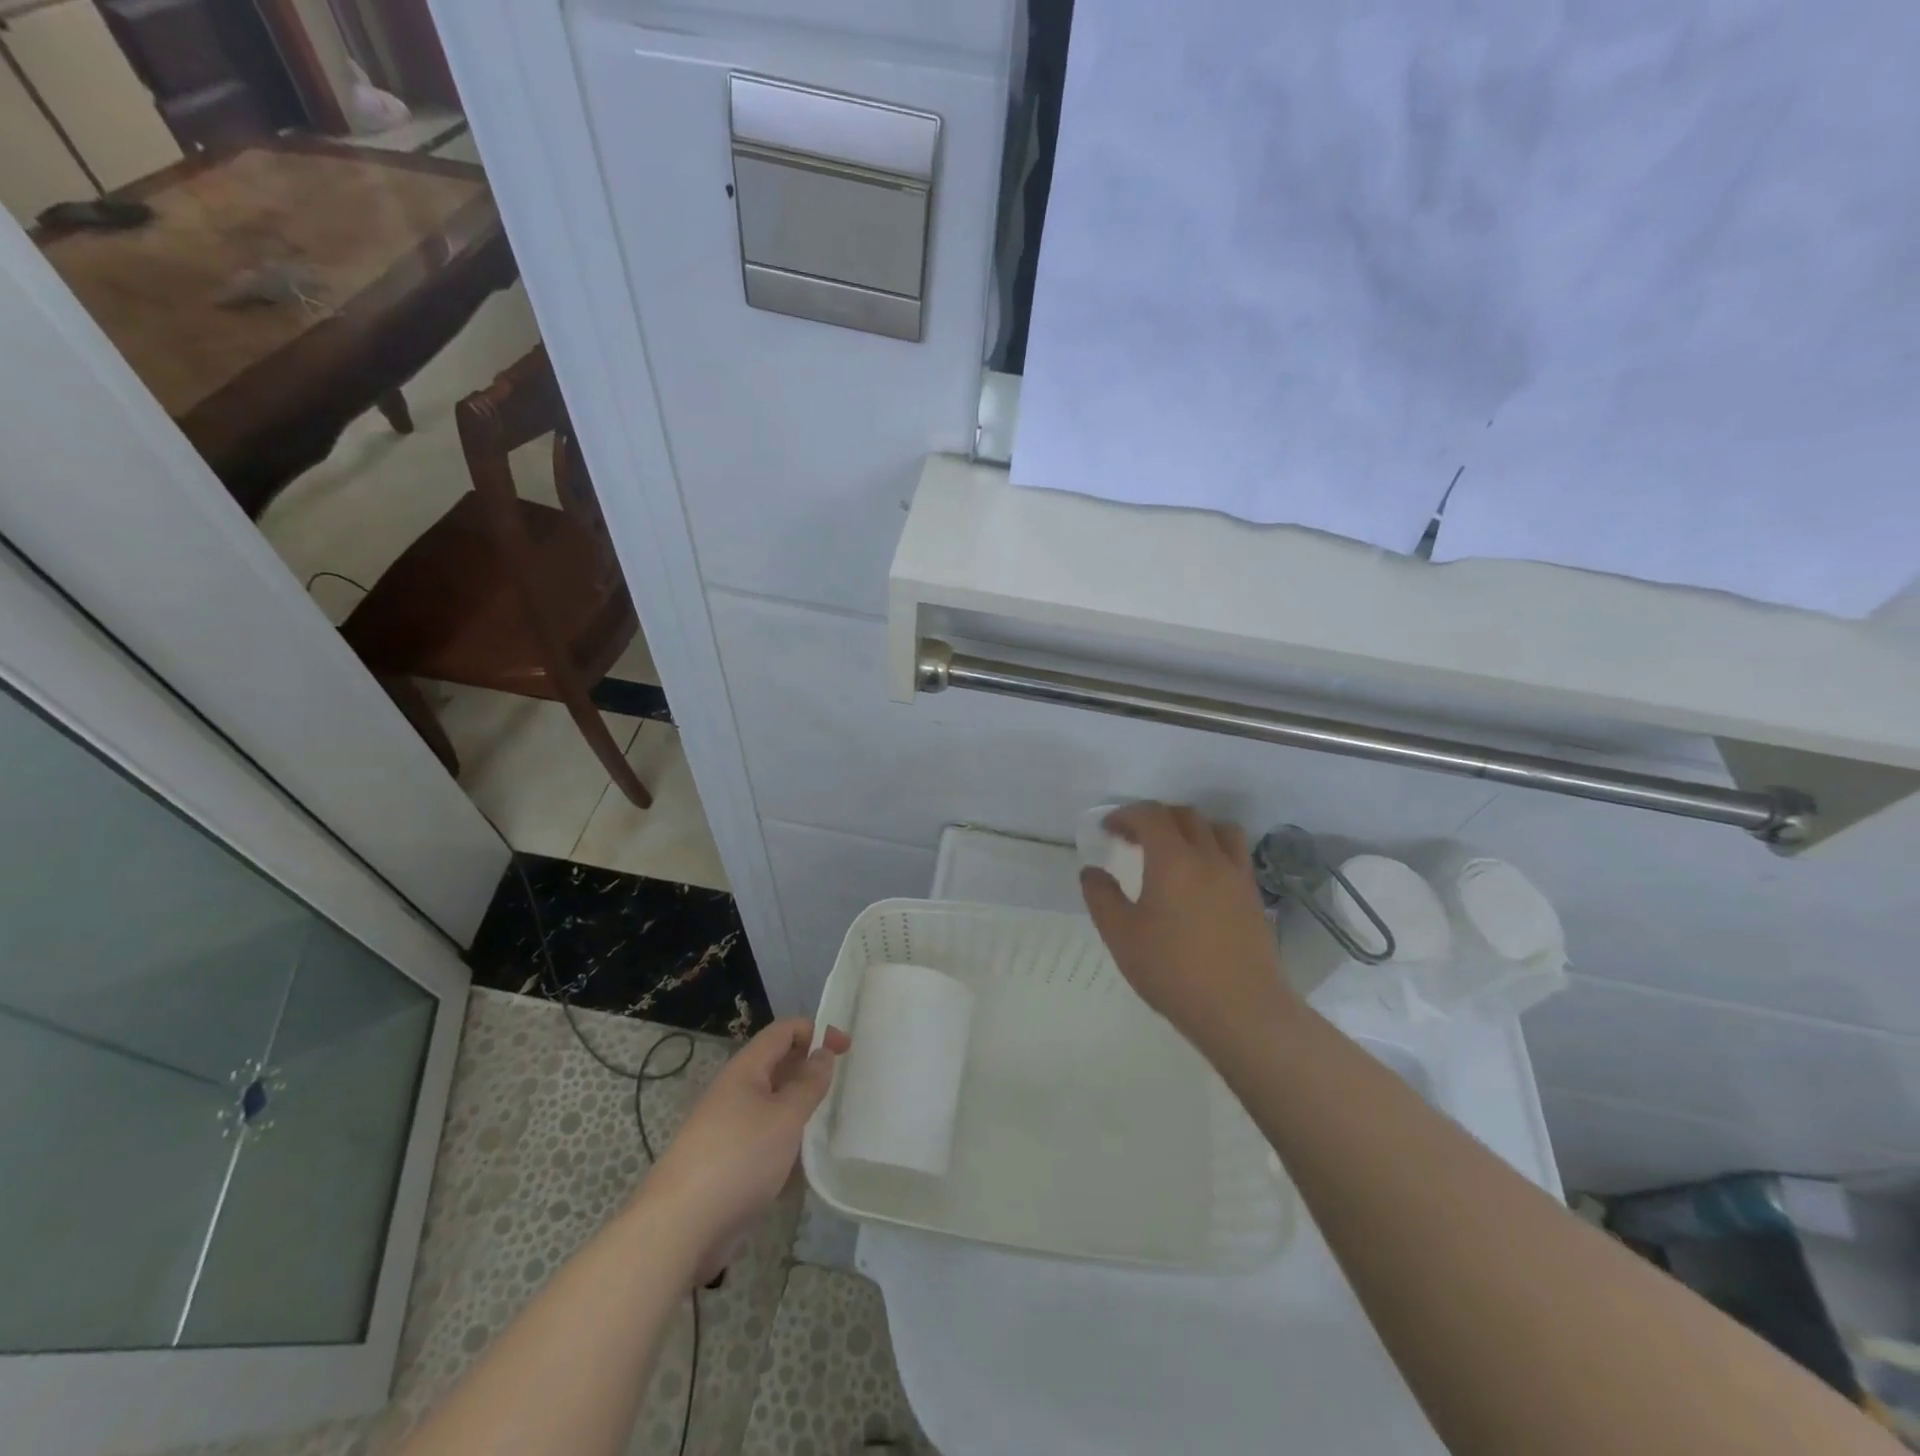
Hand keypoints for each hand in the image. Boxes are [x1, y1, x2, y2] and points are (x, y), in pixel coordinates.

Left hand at [641, 1018, 848, 1280]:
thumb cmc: (739, 1158)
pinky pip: (764, 1141)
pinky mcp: (728, 1164)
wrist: (679, 1228)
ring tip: (828, 1126)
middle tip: (842, 1088)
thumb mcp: (785, 1116)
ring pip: (773, 1106)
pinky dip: (786, 1145)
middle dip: (809, 1071)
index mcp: (746, 1070)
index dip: (815, 1031)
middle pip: (778, 1066)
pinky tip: (803, 1166)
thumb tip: (823, 1053)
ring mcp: (729, 1129)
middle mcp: (736, 1092)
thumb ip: (808, 1083)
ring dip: (799, 1111)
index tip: (846, 1048)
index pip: (784, 1031)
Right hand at [1080, 803, 1296, 1060]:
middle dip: (1155, 818)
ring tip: (1173, 850)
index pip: (1150, 815)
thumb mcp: (1121, 936)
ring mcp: (1236, 875)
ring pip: (1216, 828)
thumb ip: (1102, 898)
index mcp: (1173, 859)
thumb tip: (1092, 872)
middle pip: (1184, 815)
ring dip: (1190, 827)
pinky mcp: (1253, 896)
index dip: (1126, 815)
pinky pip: (1234, 853)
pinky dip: (1214, 848)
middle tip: (1133, 839)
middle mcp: (1209, 856)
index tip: (1108, 830)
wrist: (1242, 1010)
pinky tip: (1201, 877)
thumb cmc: (1174, 971)